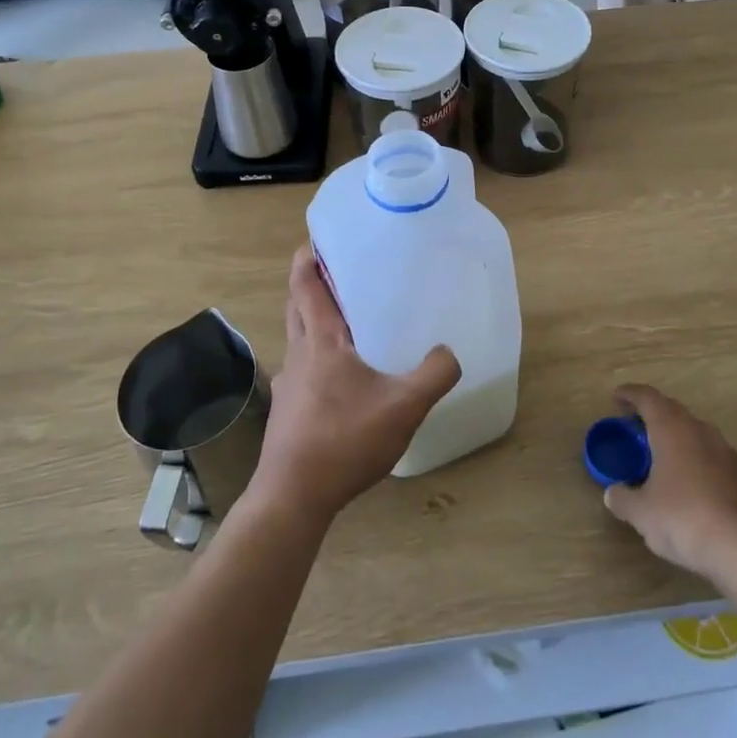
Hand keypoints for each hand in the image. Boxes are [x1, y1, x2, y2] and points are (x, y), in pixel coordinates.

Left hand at [252, 248, 461, 526]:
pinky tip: (342, 380)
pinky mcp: (287, 412)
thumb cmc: (345, 440)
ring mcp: (288, 385)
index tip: (316, 239)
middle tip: (340, 274)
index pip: (305, 286)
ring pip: (297, 339)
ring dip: (313, 322)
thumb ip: (434, 374)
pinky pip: (302, 369)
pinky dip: (317, 357)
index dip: (307, 259)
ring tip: (347, 324)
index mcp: (321, 341)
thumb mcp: (404, 406)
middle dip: (310, 285)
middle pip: (297, 307)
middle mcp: (298, 354)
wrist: (293, 498)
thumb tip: (449, 352)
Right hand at [601, 384, 736, 587]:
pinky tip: (696, 490)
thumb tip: (613, 493)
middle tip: (637, 428)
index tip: (617, 397)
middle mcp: (702, 433)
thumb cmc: (685, 520)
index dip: (631, 394)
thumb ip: (623, 499)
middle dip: (655, 415)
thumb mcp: (642, 514)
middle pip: (675, 412)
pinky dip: (701, 465)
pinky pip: (717, 461)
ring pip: (699, 435)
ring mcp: (730, 454)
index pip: (648, 398)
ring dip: (680, 440)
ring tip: (665, 459)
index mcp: (672, 430)